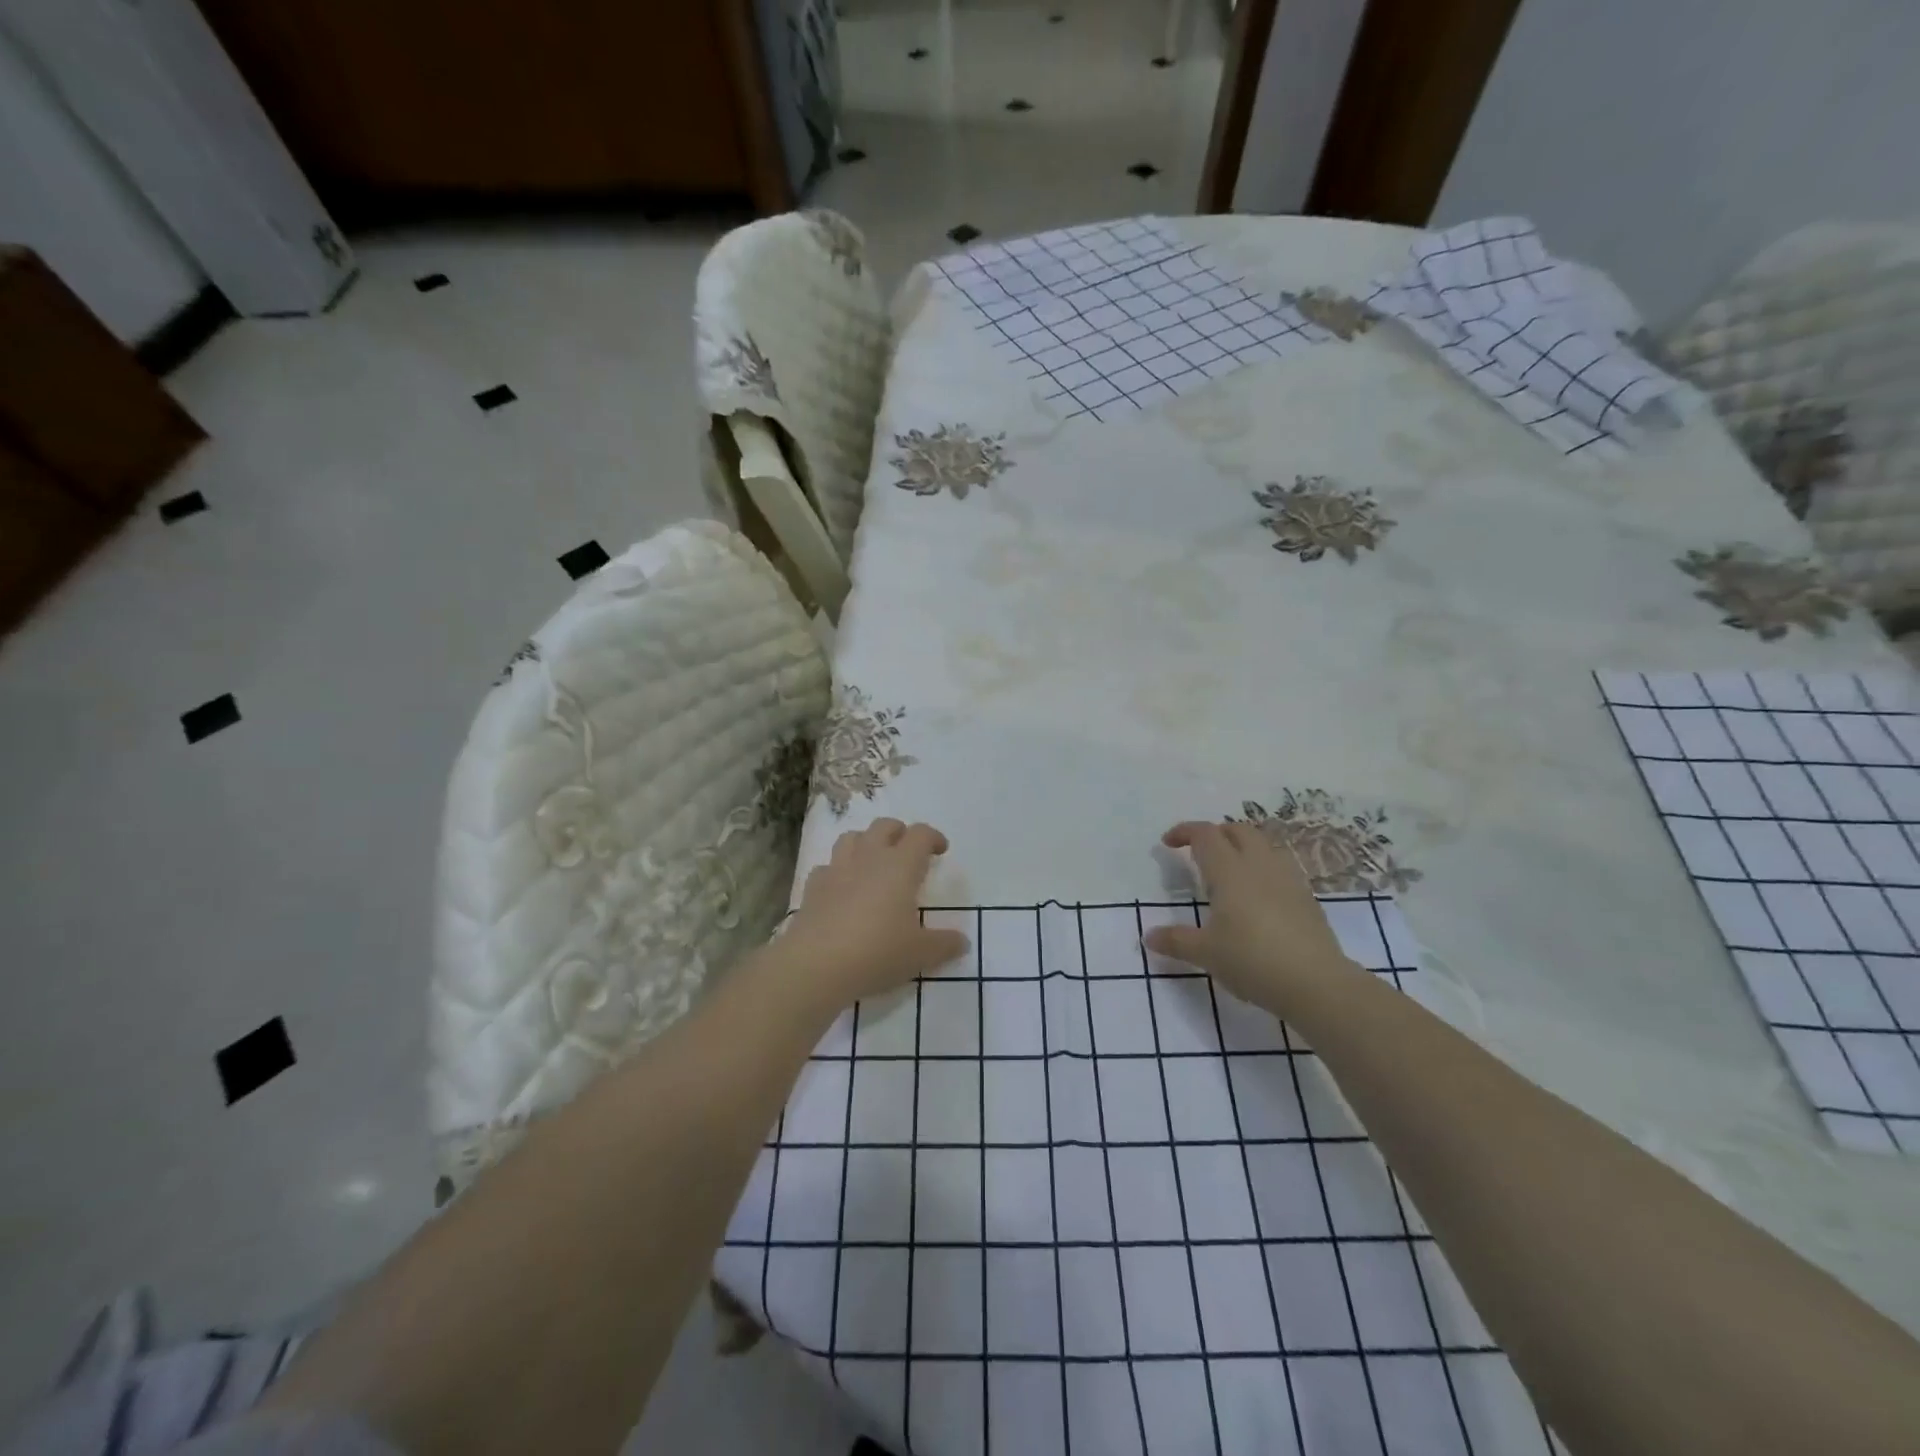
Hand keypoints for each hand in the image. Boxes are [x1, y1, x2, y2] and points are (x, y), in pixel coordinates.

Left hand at [777, 819, 968, 1010]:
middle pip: (884, 826)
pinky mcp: (813, 887)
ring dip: (866, 842)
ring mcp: (837, 869)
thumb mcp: (920, 954)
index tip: (940, 851)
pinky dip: (837, 870)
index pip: (920, 835)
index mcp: (900, 866)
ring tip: (873, 861)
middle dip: (899, 832)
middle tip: (907, 851)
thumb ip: (945, 944)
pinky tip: (841, 888)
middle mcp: (869, 857)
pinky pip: (827, 866)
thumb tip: (963, 941)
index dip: (933, 837)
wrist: (816, 965)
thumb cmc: (877, 952)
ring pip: (851, 837)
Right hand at [1143, 821, 1358, 1012]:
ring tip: (1229, 871)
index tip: (1168, 843)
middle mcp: (1259, 865)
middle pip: (1237, 830)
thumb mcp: (1206, 953)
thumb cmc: (1252, 961)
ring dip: (1242, 847)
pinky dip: (1262, 868)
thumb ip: (1176, 941)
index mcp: (1230, 871)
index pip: (1205, 834)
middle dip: (1215, 834)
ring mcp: (1288, 879)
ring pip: (1263, 845)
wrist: (1316, 984)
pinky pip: (1280, 867)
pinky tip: (1258, 896)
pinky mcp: (1306, 898)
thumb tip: (1149, 937)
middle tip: (1199, 853)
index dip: (1184, 831)